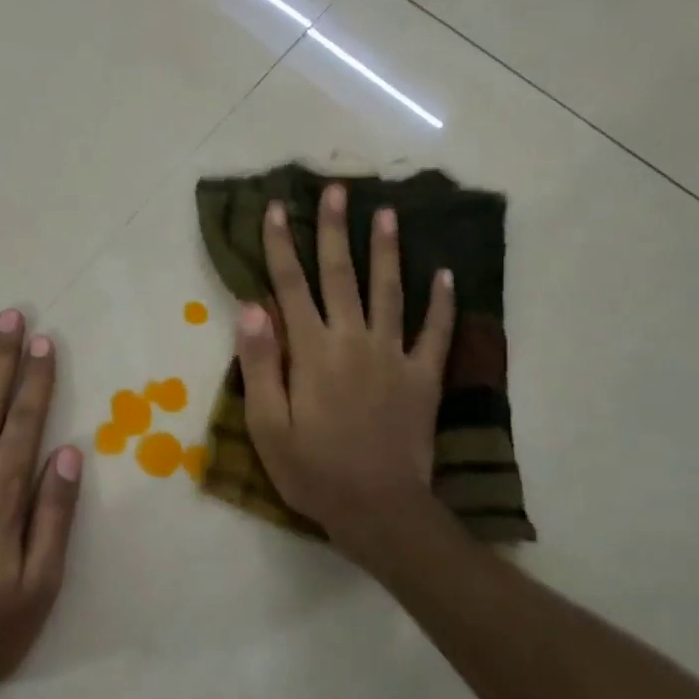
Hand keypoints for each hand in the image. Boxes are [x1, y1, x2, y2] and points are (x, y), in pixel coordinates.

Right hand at [236, 184, 452, 563]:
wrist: (378, 510)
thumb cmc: (313, 470)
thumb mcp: (267, 425)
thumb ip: (261, 363)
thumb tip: (252, 307)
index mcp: (312, 351)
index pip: (291, 286)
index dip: (280, 245)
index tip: (276, 208)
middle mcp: (353, 340)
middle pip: (341, 275)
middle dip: (334, 230)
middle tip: (337, 189)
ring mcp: (394, 355)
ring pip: (390, 291)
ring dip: (386, 250)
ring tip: (387, 213)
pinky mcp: (423, 377)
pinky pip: (436, 332)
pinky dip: (442, 302)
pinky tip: (445, 274)